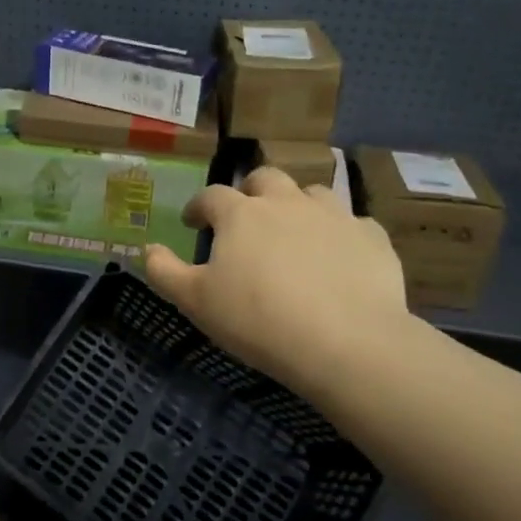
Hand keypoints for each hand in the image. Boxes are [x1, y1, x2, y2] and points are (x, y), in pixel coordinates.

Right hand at [144, 167, 416, 399]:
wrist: (345, 342)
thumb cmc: (257, 319)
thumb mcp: (195, 302)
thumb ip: (165, 272)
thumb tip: (148, 249)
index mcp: (241, 214)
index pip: (211, 196)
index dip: (199, 207)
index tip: (194, 223)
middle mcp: (287, 202)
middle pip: (265, 178)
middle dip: (250, 192)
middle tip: (245, 218)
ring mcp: (334, 215)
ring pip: (312, 193)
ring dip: (297, 206)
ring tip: (294, 233)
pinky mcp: (371, 238)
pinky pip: (352, 224)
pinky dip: (339, 235)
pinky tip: (338, 257)